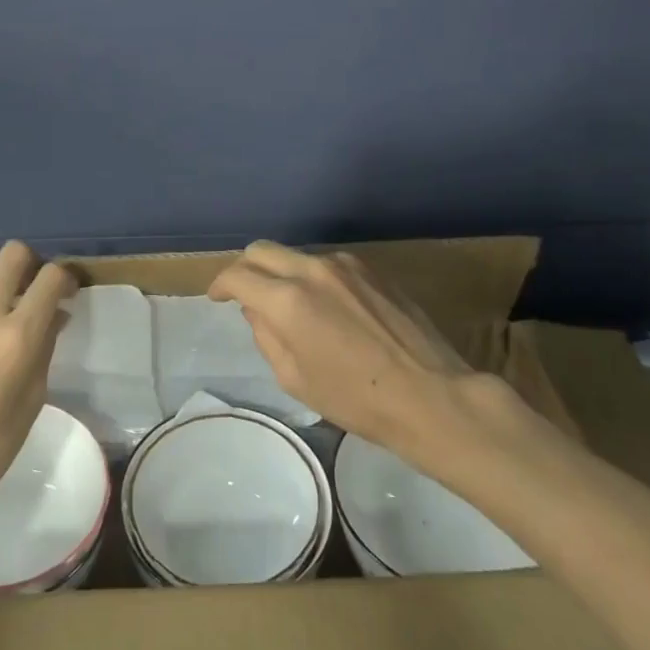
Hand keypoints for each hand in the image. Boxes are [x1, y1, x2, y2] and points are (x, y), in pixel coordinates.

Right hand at [209, 240, 484, 456]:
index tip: (218, 298)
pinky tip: (329, 307)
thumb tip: (257, 310)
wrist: (430, 395)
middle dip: (245, 268)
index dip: (220, 285)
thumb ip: (266, 336)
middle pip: (262, 250)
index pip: (237, 275)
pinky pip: (328, 264)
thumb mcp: (295, 379)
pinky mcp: (372, 268)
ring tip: (292, 306)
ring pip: (296, 255)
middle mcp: (312, 270)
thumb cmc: (356, 399)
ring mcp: (345, 264)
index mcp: (287, 300)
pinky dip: (314, 278)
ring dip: (283, 273)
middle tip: (245, 294)